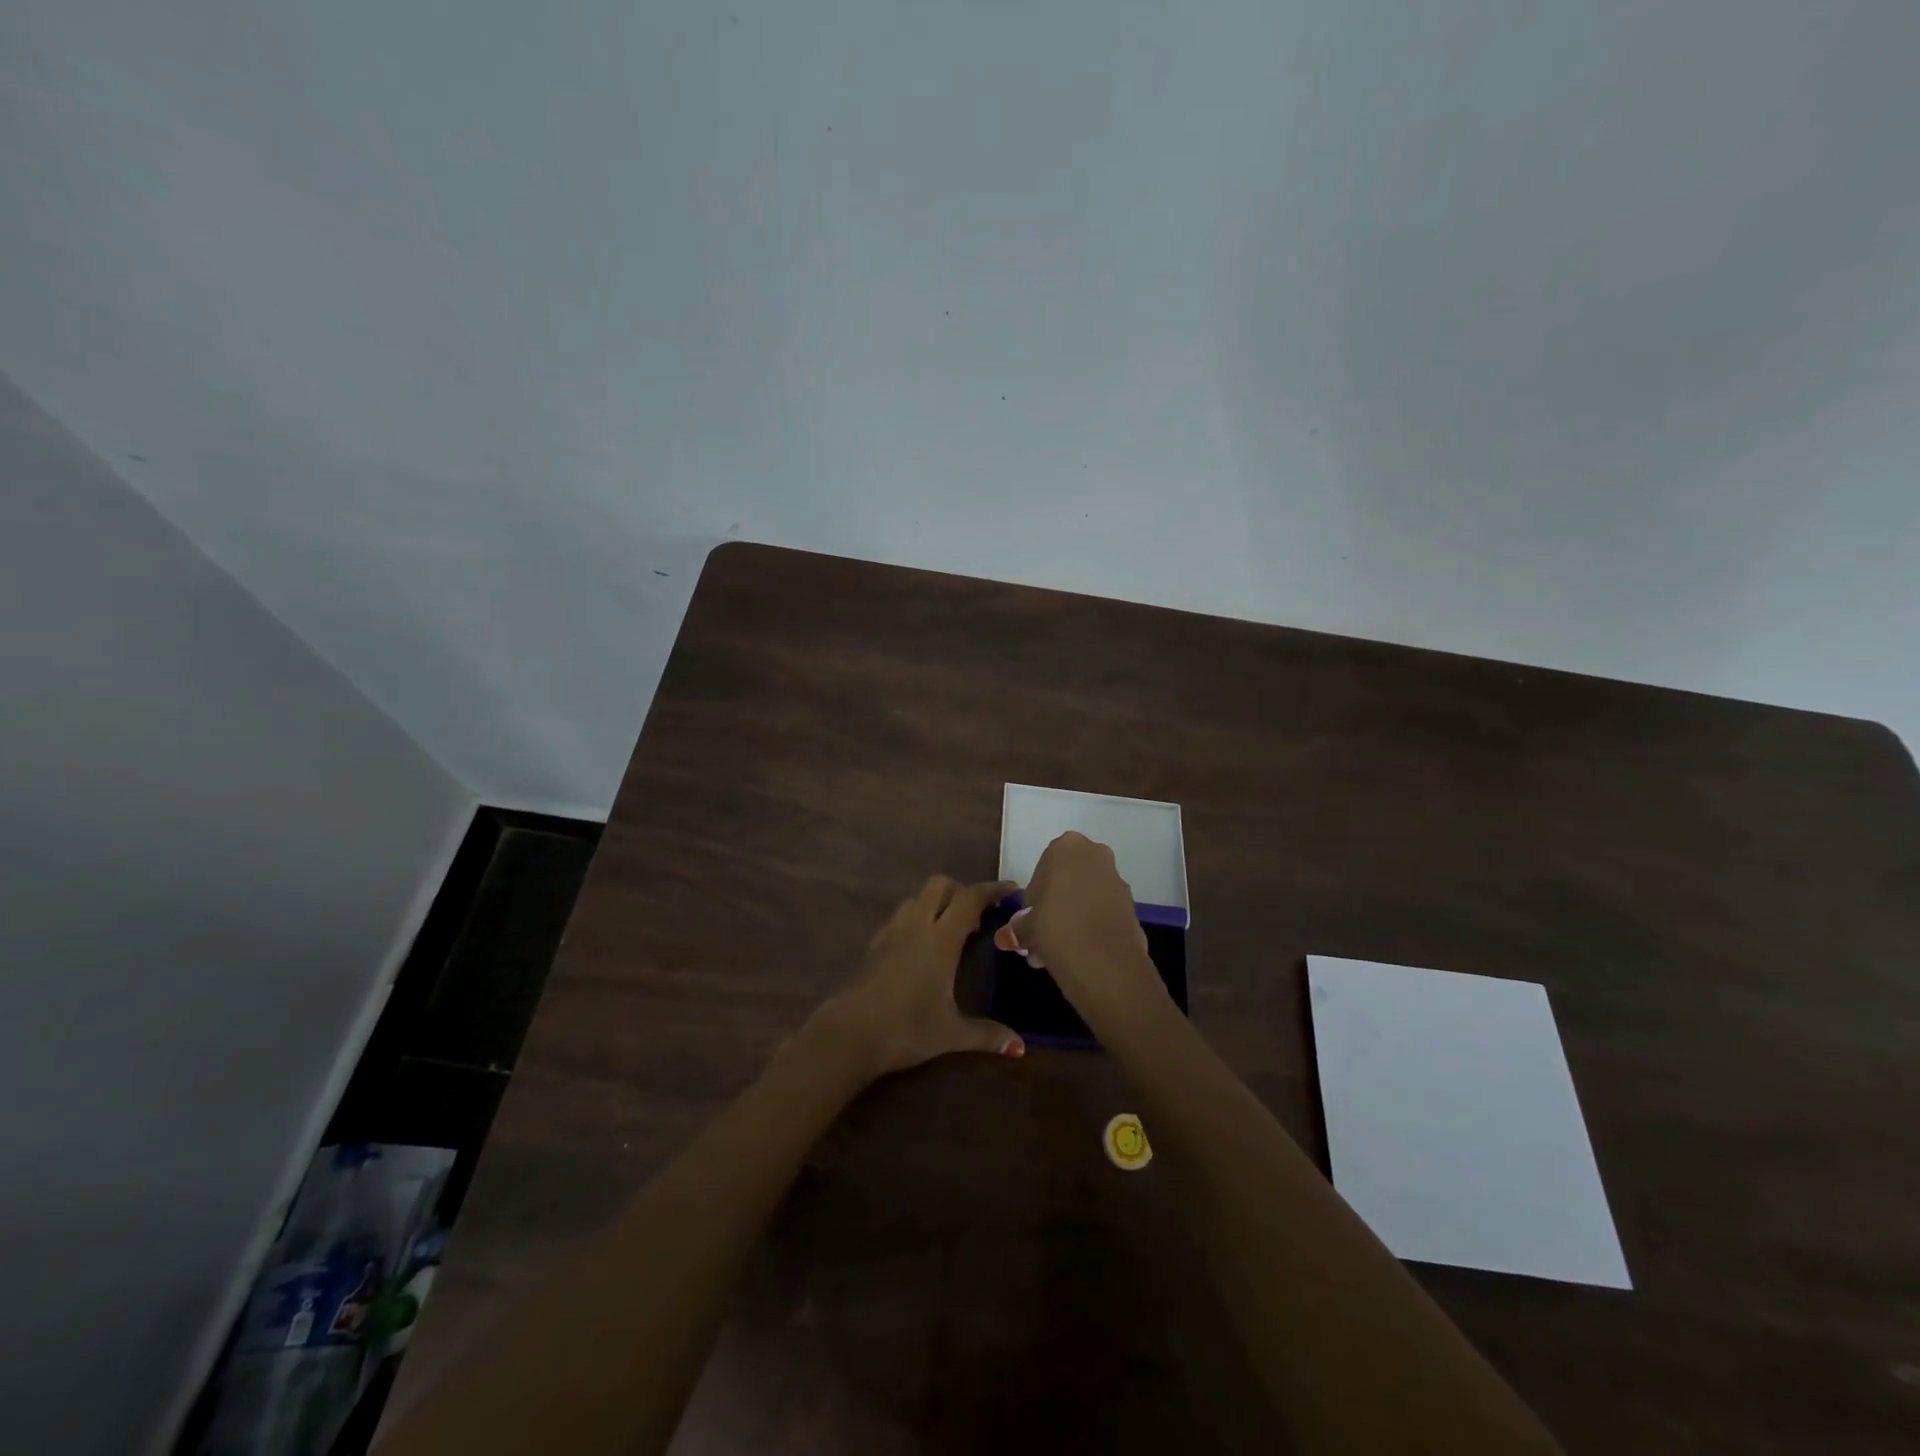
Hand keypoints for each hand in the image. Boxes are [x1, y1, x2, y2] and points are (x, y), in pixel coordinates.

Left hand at [810, 876, 1024, 1079]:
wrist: (850, 1034)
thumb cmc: (906, 1029)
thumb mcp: (951, 1033)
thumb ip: (987, 1034)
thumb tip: (1020, 1048)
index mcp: (940, 939)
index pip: (970, 899)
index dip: (992, 890)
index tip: (1011, 889)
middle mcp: (916, 926)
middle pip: (940, 885)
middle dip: (961, 891)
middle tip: (978, 916)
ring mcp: (891, 932)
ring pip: (917, 899)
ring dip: (937, 904)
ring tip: (951, 931)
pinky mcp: (874, 944)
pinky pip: (901, 917)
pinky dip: (918, 919)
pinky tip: (922, 949)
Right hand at [1015, 832, 1170, 1033]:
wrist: (1105, 963)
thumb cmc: (1056, 928)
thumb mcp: (1026, 927)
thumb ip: (1019, 925)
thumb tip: (1012, 934)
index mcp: (1066, 847)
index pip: (1041, 870)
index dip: (1033, 899)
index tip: (1029, 922)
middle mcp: (1095, 854)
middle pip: (1066, 882)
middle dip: (1054, 908)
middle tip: (1041, 938)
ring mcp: (1117, 880)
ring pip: (1085, 898)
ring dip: (1071, 919)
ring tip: (1055, 953)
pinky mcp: (1132, 906)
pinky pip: (1102, 913)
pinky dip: (1089, 927)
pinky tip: (1076, 953)